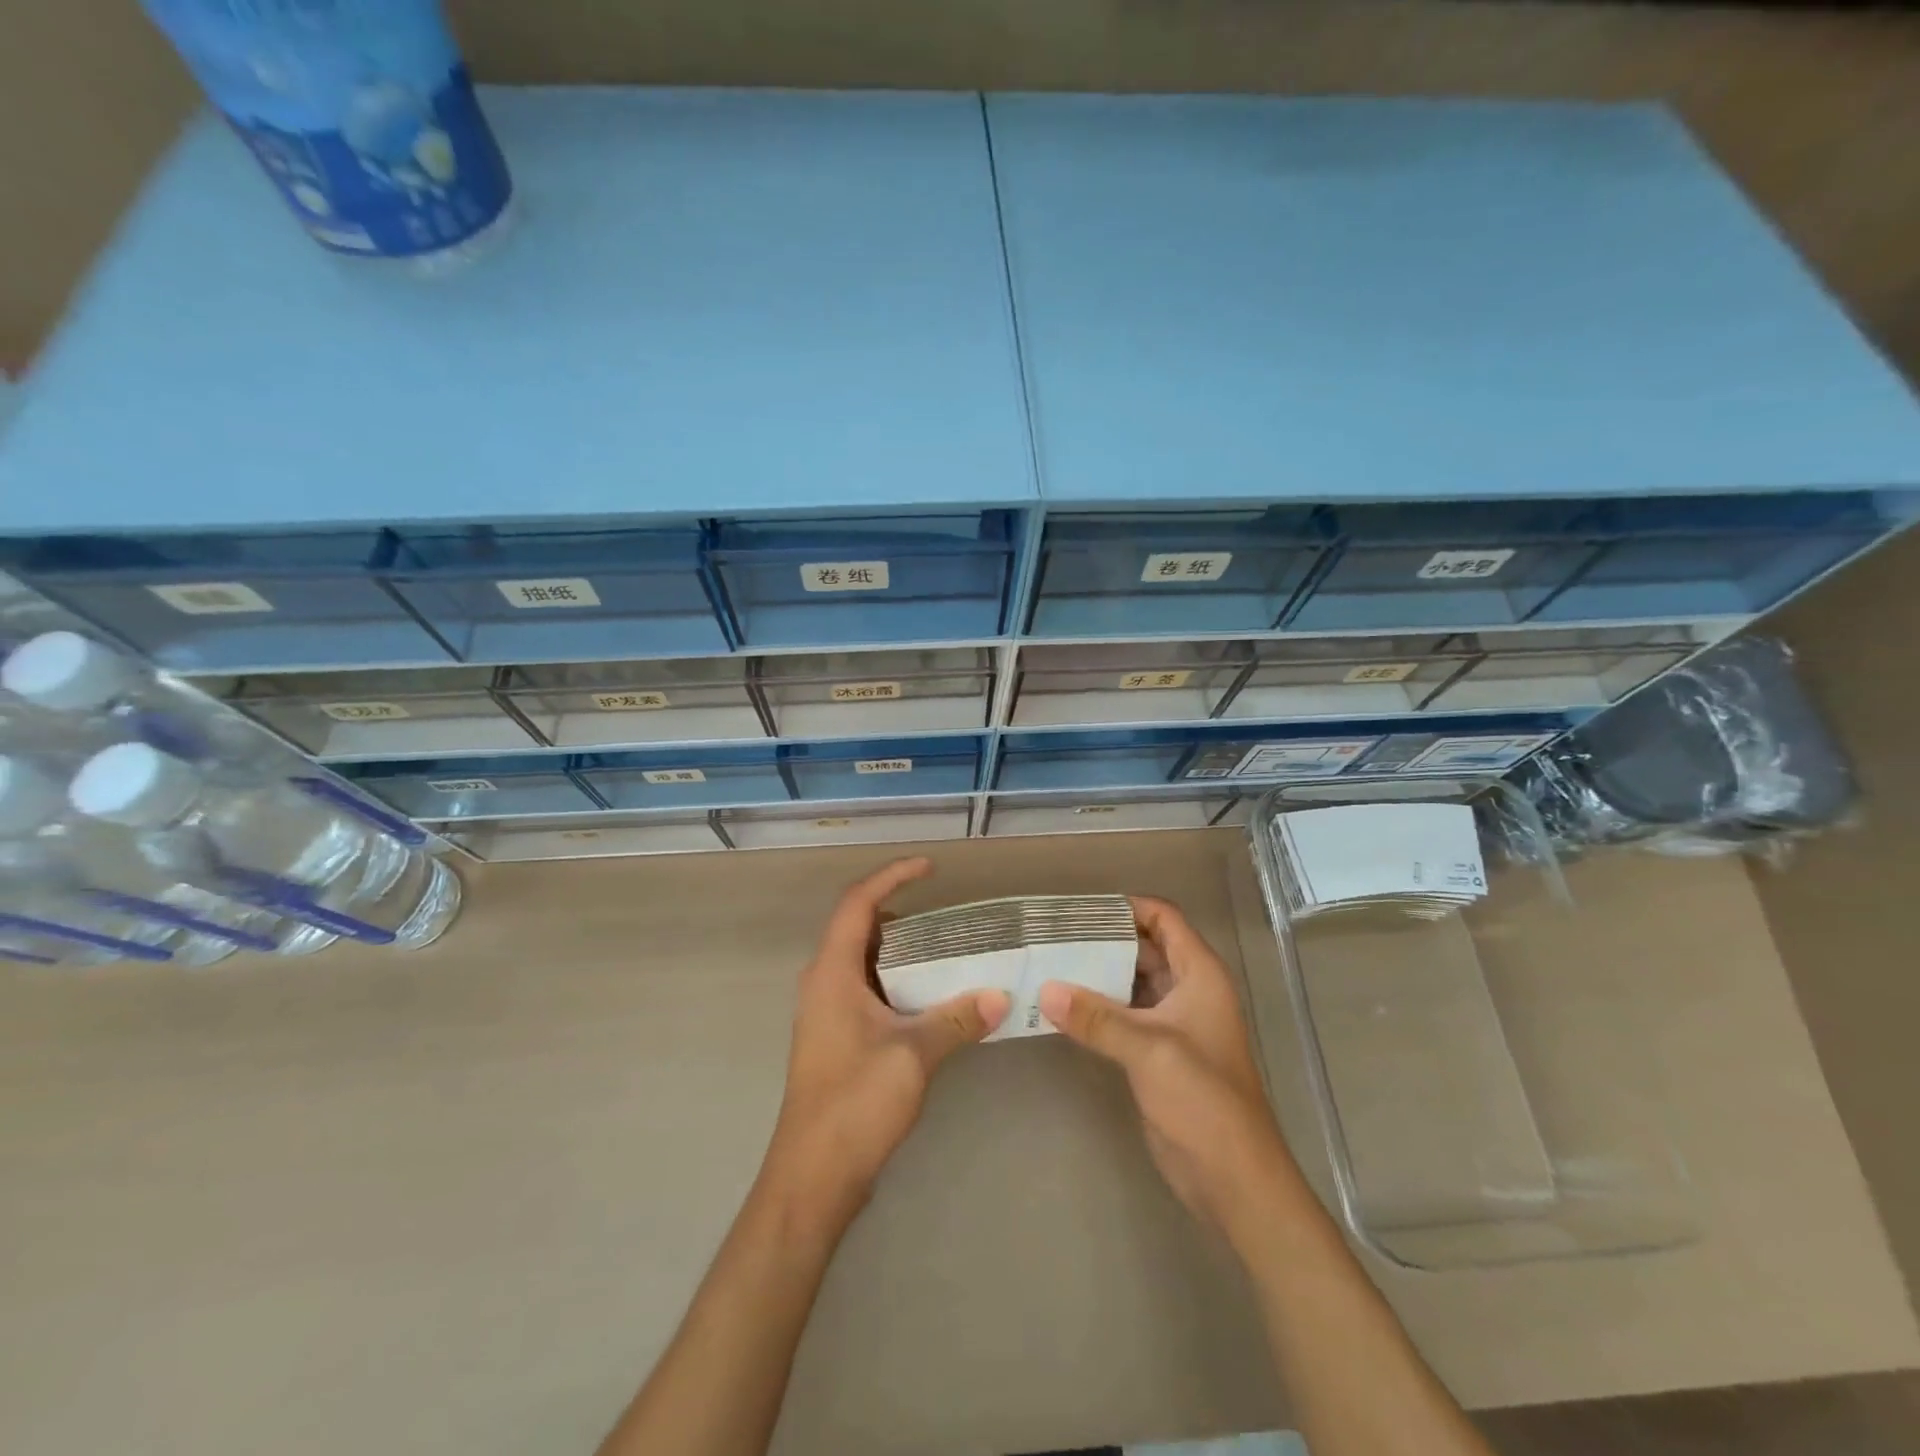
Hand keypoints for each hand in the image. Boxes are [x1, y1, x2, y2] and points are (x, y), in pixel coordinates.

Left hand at [765, 857, 1008, 1224]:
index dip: (892, 876)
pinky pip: (868, 989)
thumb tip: (1001, 995)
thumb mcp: (915, 1054)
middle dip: (903, 914)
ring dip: (903, 951)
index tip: (930, 868)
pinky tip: (933, 999)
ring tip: (949, 953)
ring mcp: (828, 1011)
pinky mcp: (837, 1036)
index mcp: (832, 972)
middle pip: (861, 927)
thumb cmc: (856, 1102)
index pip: (858, 903)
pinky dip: (899, 981)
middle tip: (949, 919)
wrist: (813, 1176)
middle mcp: (824, 982)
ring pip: (866, 960)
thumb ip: (958, 1019)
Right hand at [1039, 896, 1293, 1239]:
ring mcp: (1172, 1022)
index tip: (1081, 909)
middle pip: (1144, 947)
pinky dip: (1097, 1008)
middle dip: (1103, 940)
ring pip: (1131, 982)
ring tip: (1049, 965)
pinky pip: (1124, 1015)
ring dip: (1097, 975)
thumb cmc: (1203, 1099)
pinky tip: (1062, 1008)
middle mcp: (1188, 990)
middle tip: (1053, 936)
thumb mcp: (1149, 1049)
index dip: (1127, 907)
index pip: (1164, 918)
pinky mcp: (1156, 1053)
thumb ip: (1096, 1018)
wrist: (1233, 1178)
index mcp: (1200, 974)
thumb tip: (1045, 991)